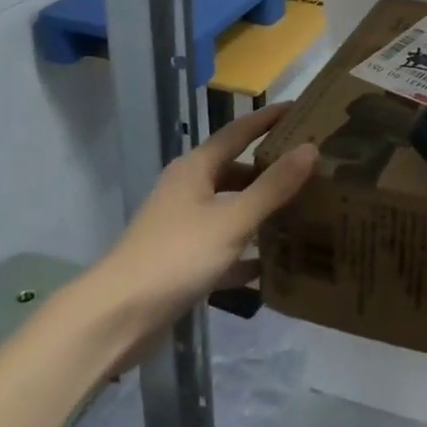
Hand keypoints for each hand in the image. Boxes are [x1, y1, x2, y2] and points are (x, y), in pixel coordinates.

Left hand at [83, 102, 315, 329]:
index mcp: (196, 169)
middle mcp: (187, 190)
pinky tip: (271, 266)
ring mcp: (181, 226)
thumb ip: (273, 187)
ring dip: (260, 211)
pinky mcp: (180, 261)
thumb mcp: (232, 220)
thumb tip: (310, 148)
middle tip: (310, 168)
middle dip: (269, 170)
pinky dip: (244, 253)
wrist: (116, 318)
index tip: (300, 109)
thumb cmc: (176, 256)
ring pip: (229, 209)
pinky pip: (222, 248)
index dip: (268, 119)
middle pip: (235, 171)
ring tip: (301, 211)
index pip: (238, 132)